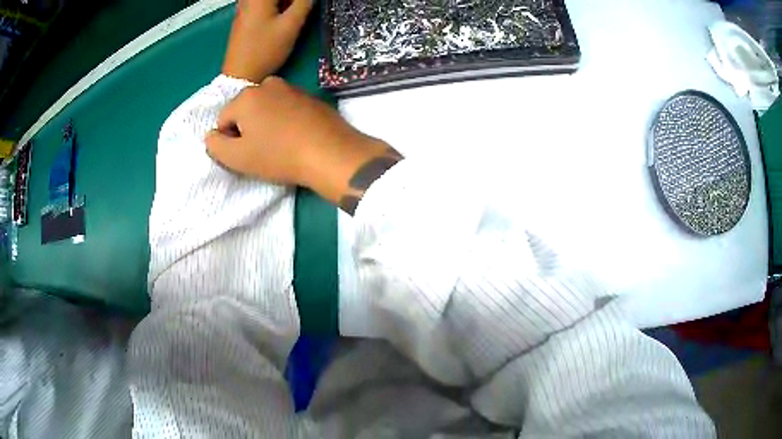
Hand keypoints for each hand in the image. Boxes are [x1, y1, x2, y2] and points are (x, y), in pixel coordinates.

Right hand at [206, 77, 400, 212]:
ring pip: (266, 108)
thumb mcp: (238, 158)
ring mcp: (291, 87)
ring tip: (281, 144)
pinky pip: (286, 108)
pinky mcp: (310, 96)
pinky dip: (285, 121)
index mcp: (246, 96)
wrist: (330, 152)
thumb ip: (216, 145)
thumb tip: (211, 135)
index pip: (224, 120)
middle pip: (245, 110)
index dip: (230, 140)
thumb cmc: (278, 156)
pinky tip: (296, 136)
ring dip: (267, 124)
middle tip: (263, 150)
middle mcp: (267, 84)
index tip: (247, 153)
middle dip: (248, 129)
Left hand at [222, 0, 313, 82]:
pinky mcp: (244, 16)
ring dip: (285, 4)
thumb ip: (304, 2)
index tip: (306, 6)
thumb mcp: (290, 24)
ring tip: (294, 13)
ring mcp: (244, 7)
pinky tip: (281, 17)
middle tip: (302, 9)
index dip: (299, 0)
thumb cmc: (265, 50)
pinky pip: (263, 4)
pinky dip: (276, 6)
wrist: (240, 75)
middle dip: (291, 1)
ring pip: (270, 0)